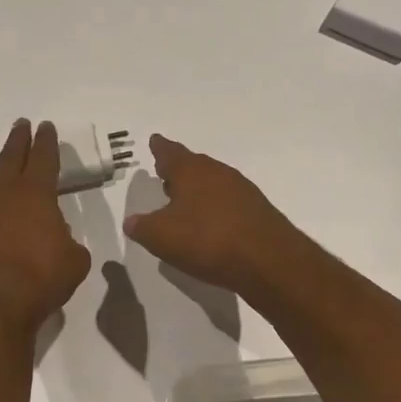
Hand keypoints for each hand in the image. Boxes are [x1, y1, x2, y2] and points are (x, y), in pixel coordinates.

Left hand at [0, 119, 91, 334]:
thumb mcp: (75, 260)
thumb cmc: (42, 280)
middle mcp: (1, 195)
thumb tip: (56, 237)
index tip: (46, 126)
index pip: (43, 158)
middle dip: (18, 139)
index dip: (47, 141)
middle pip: (10, 157)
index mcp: (34, 194)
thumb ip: (68, 240)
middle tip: (22, 125)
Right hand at [121, 134, 304, 294]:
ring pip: (213, 182)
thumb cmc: (207, 240)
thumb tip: (132, 221)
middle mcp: (218, 173)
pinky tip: (210, 222)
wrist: (268, 261)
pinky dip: (215, 206)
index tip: (155, 140)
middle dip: (179, 169)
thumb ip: (142, 227)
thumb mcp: (162, 237)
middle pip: (194, 165)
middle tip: (165, 173)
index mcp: (191, 171)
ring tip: (184, 200)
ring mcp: (241, 190)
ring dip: (198, 189)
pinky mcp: (257, 211)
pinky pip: (228, 201)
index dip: (160, 148)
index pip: (170, 153)